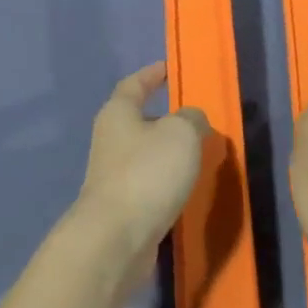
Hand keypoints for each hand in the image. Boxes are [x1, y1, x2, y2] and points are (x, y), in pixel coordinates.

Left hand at [72, 62, 209, 282]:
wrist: (116, 238)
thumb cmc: (147, 172)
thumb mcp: (181, 134)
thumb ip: (192, 119)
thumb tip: (192, 121)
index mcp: (118, 113)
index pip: (134, 84)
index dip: (152, 74)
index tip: (168, 69)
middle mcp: (110, 140)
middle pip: (137, 120)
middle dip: (164, 118)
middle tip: (195, 118)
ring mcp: (112, 175)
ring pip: (144, 154)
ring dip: (166, 152)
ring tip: (198, 154)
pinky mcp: (121, 206)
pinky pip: (147, 183)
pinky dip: (165, 180)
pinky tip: (185, 188)